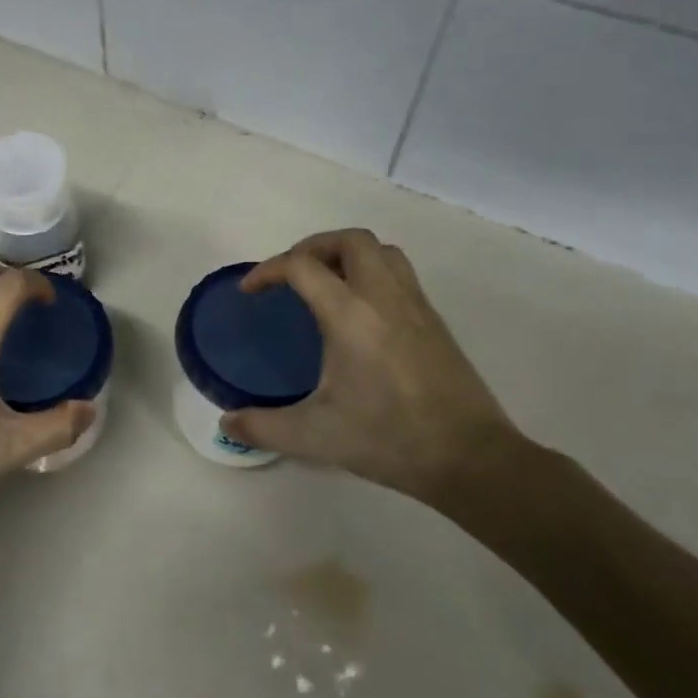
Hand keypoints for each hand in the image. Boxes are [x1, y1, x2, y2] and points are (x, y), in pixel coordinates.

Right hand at [220, 229, 528, 504]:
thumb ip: (263, 426)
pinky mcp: (434, 321)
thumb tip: (227, 423)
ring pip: (381, 250)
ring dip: (347, 254)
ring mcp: (415, 305)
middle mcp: (384, 297)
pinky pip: (400, 273)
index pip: (302, 266)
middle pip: (349, 240)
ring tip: (325, 283)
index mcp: (350, 316)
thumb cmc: (389, 439)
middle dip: (312, 247)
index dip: (267, 270)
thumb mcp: (315, 437)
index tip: (250, 292)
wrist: (470, 457)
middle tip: (291, 276)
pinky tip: (360, 312)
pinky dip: (372, 272)